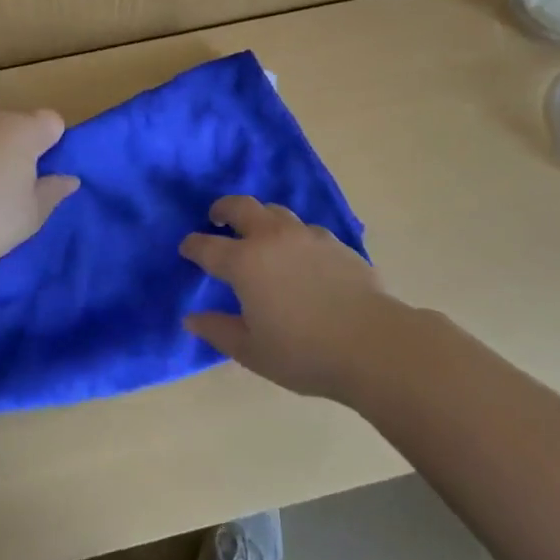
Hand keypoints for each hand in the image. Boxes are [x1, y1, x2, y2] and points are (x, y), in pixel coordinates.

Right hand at [180, 196, 401, 400]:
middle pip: (240, 206)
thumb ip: (218, 331)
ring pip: (274, 211)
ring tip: (257, 232)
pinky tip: (297, 254)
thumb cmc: (304, 352)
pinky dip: (291, 234)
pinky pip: (304, 228)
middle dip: (223, 209)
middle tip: (217, 218)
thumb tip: (191, 318)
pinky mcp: (334, 242)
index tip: (187, 248)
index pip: (207, 246)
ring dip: (259, 216)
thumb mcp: (252, 351)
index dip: (193, 245)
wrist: (372, 343)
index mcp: (244, 262)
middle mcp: (271, 238)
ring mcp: (305, 235)